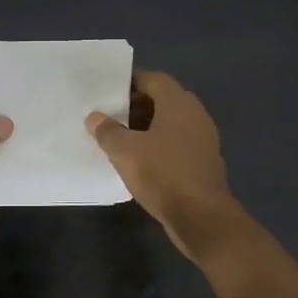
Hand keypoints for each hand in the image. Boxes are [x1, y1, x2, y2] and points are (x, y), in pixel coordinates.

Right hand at [87, 71, 244, 263]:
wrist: (202, 217)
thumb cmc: (163, 174)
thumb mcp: (125, 151)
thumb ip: (107, 131)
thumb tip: (94, 117)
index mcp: (179, 103)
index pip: (154, 79)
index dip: (130, 82)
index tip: (108, 93)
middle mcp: (195, 115)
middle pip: (163, 100)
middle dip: (136, 106)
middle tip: (110, 117)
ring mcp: (203, 139)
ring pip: (170, 124)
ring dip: (146, 128)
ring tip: (120, 140)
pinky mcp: (203, 162)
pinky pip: (177, 144)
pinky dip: (159, 146)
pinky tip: (139, 161)